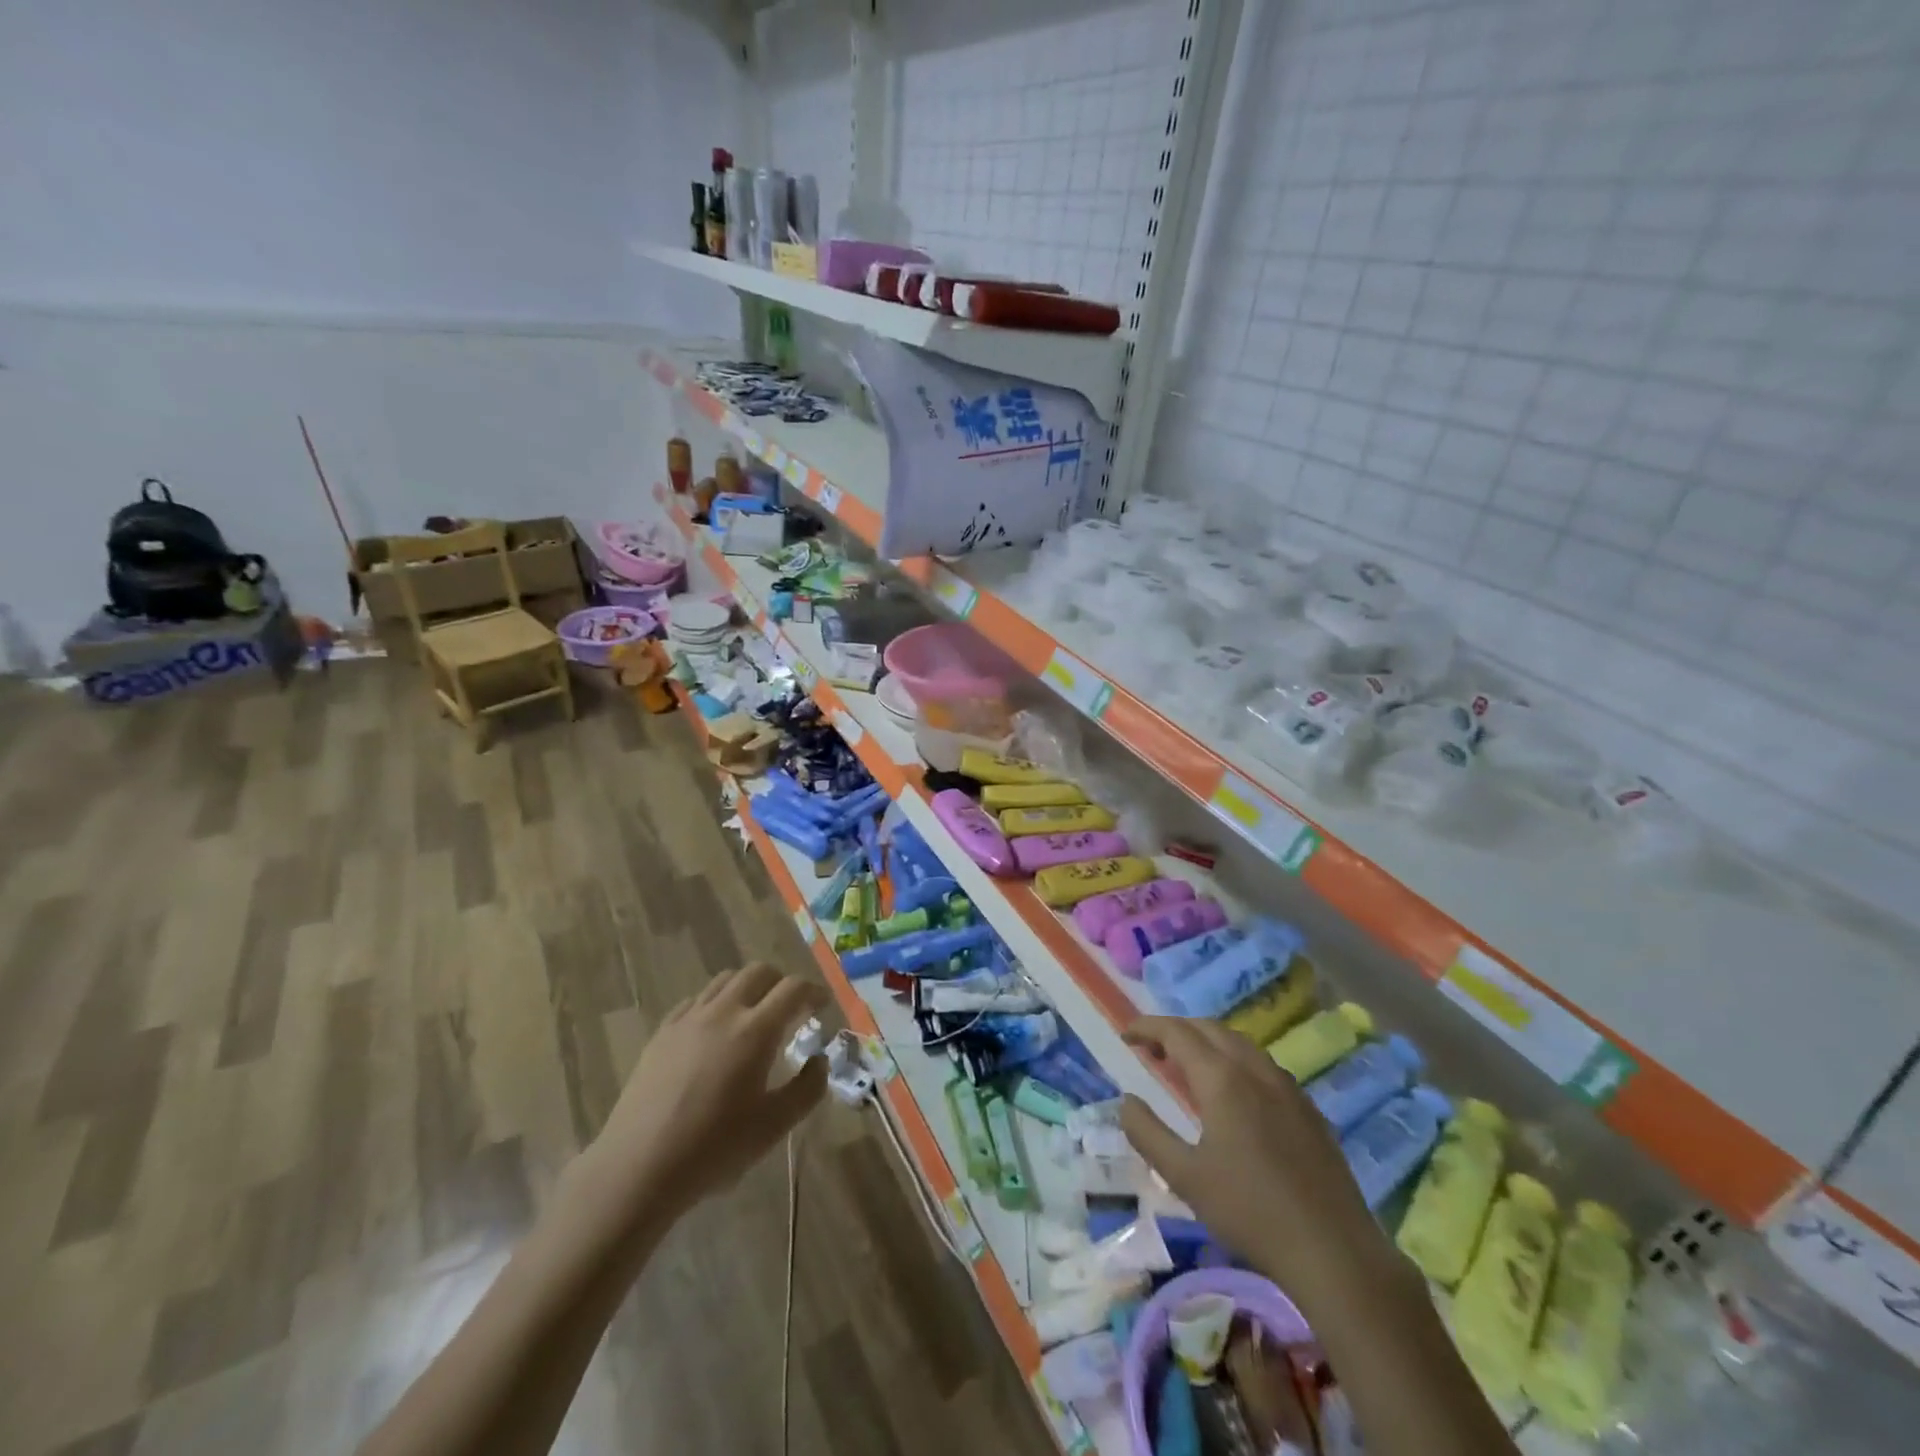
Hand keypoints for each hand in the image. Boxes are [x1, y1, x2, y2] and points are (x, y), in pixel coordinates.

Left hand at [586, 963, 827, 1225]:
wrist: (638, 1168)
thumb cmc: (713, 1149)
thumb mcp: (774, 1126)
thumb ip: (807, 1089)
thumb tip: (819, 1061)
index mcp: (756, 1030)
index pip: (793, 988)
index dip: (813, 992)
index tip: (822, 1006)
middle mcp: (723, 1011)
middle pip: (759, 972)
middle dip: (781, 983)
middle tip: (790, 1010)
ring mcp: (688, 1018)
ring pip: (725, 979)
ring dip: (748, 988)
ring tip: (753, 1016)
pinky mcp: (662, 1032)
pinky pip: (696, 1000)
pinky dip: (716, 1004)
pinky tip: (714, 1032)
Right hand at [1119, 1016, 1397, 1312]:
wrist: (1334, 1252)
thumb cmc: (1249, 1212)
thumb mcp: (1184, 1177)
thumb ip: (1147, 1133)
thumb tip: (1127, 1101)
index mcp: (1221, 1079)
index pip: (1176, 1032)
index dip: (1147, 1027)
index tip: (1126, 1035)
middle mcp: (1254, 1070)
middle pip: (1208, 1029)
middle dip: (1175, 1030)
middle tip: (1151, 1049)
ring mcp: (1286, 1087)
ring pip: (1239, 1043)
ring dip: (1206, 1041)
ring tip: (1186, 1066)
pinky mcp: (1308, 1108)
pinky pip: (1262, 1064)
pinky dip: (1234, 1059)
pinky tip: (1233, 1093)